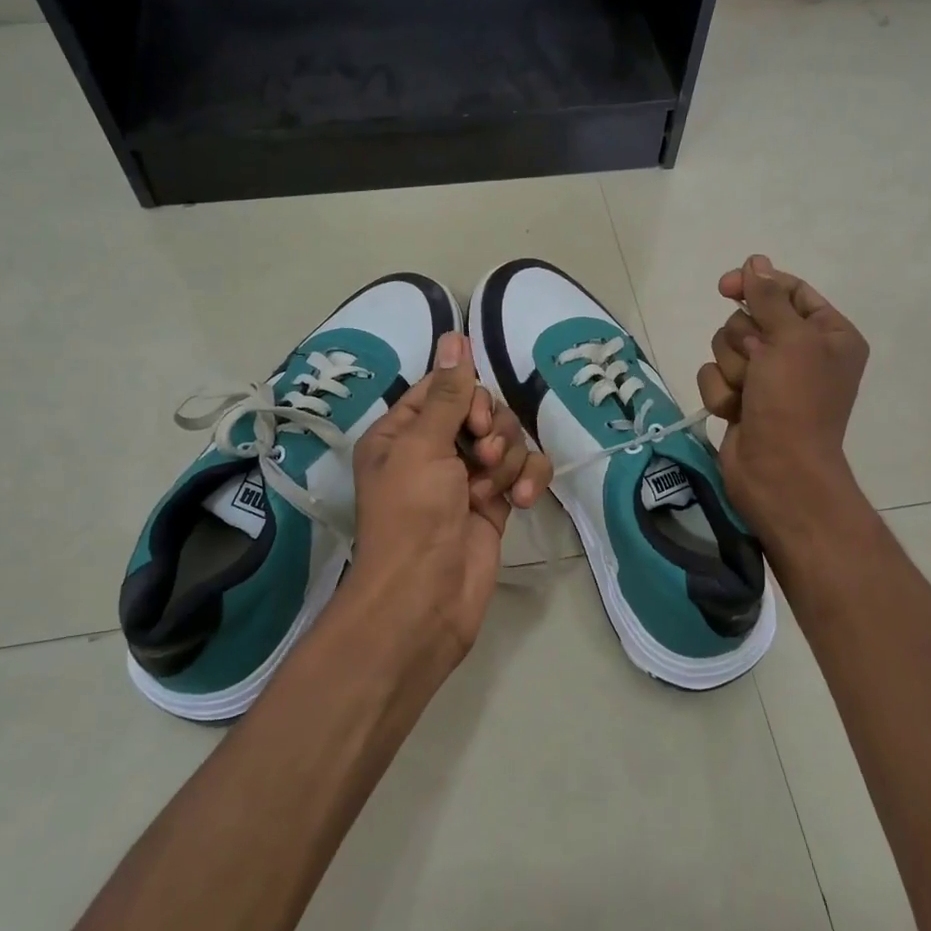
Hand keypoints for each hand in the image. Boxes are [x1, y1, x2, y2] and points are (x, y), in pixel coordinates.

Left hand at [349, 331, 552, 664]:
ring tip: (491, 489)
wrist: (427, 594)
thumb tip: (454, 335)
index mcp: (403, 432)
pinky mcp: (496, 501)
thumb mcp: (423, 445)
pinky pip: (524, 470)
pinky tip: (520, 499)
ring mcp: (468, 477)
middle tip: (482, 456)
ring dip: (509, 460)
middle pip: (482, 411)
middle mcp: (434, 450)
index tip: (473, 420)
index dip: (467, 396)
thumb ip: (449, 393)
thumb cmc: (412, 513)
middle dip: (491, 431)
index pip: (445, 388)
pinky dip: (528, 479)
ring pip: (509, 439)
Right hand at [696, 255, 868, 534]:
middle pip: (750, 319)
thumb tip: (756, 261)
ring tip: (747, 393)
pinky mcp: (743, 399)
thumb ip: (769, 297)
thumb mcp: (789, 339)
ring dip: (732, 369)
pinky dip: (721, 392)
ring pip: (727, 347)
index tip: (726, 286)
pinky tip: (735, 412)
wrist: (778, 472)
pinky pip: (715, 376)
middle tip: (757, 363)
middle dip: (744, 341)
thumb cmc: (795, 401)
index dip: (757, 286)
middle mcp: (801, 353)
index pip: (789, 292)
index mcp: (828, 334)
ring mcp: (769, 378)